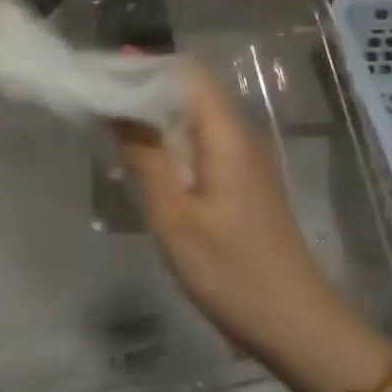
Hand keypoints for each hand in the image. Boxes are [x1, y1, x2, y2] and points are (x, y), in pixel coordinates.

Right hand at [116, 62, 349, 360]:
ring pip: (195, 121)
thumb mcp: (175, 216)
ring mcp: (245, 163)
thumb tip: (118, 107)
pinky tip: (142, 163)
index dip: (146, 65)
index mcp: (227, 135)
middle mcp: (240, 137)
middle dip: (144, 89)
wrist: (295, 325)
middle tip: (96, 98)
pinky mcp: (243, 186)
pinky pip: (202, 148)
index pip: (187, 73)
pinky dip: (169, 144)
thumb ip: (146, 156)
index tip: (103, 70)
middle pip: (191, 93)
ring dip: (154, 118)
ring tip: (108, 125)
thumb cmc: (231, 270)